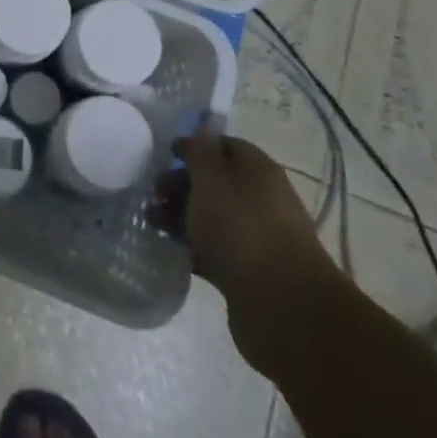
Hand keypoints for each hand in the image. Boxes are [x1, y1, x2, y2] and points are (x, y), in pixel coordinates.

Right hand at [165, 126, 339, 376]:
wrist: (282, 308)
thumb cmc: (241, 230)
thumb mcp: (211, 181)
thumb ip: (201, 152)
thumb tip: (201, 130)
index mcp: (259, 171)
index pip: (226, 145)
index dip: (196, 146)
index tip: (167, 155)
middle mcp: (263, 199)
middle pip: (217, 181)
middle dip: (182, 184)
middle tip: (155, 193)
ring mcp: (258, 237)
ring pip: (214, 216)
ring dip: (183, 216)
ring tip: (154, 224)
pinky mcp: (252, 271)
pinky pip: (217, 248)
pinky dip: (195, 246)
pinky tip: (173, 251)